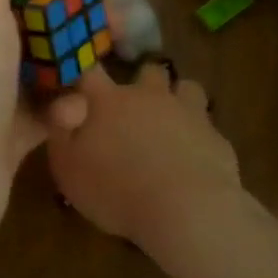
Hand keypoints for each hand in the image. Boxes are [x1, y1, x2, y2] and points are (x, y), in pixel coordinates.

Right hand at [45, 61, 241, 255]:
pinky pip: (207, 124)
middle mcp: (149, 96)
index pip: (89, 69)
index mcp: (108, 100)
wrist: (187, 210)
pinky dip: (198, 134)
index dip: (83, 68)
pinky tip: (192, 157)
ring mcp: (188, 112)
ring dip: (177, 99)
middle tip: (133, 108)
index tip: (80, 76)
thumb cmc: (116, 189)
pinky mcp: (216, 137)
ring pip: (186, 87)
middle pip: (147, 70)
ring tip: (170, 124)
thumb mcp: (67, 167)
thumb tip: (62, 105)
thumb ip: (60, 131)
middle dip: (141, 82)